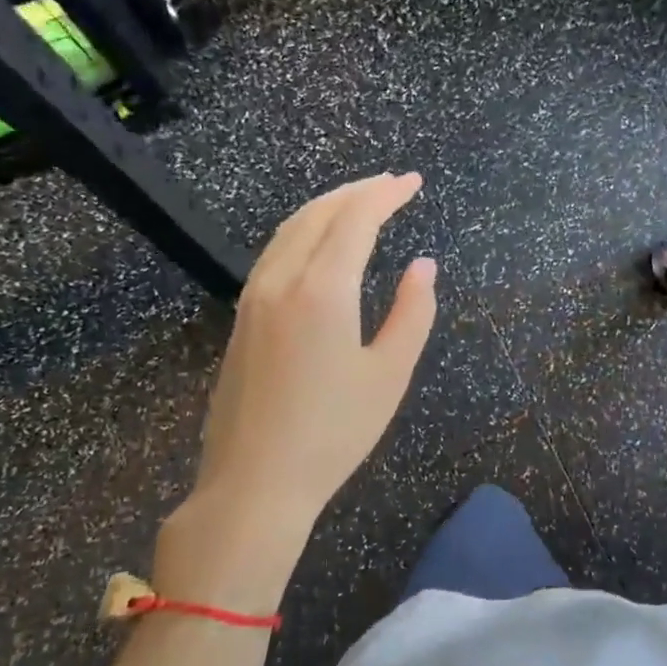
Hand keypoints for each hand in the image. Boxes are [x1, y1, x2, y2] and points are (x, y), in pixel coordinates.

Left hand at [154, 173, 437, 609]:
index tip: (413, 182)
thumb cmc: (333, 433)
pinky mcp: (242, 319)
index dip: (386, 194)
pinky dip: (304, 231)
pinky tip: (320, 245)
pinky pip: (274, 253)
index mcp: (322, 290)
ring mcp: (253, 298)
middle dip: (357, 191)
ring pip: (289, 230)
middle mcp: (281, 281)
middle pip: (318, 214)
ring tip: (360, 203)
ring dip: (327, 207)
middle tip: (392, 184)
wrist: (254, 484)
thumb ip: (413, 312)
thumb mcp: (390, 374)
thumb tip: (424, 265)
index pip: (355, 219)